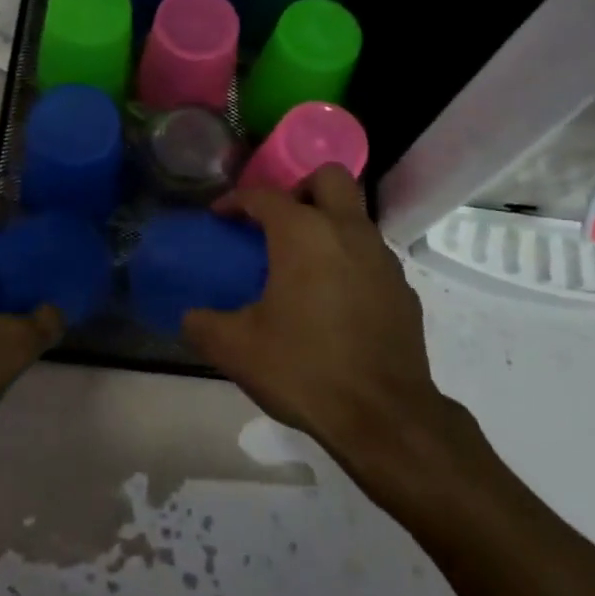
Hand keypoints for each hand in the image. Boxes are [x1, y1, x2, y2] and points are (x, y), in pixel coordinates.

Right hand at [184, 165, 470, 475]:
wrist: (384, 417)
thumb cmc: (304, 369)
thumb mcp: (236, 349)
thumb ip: (204, 324)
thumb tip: (191, 317)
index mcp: (303, 234)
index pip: (264, 195)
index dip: (236, 200)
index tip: (220, 216)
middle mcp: (347, 232)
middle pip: (328, 178)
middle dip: (299, 189)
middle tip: (277, 223)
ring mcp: (382, 259)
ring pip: (354, 216)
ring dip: (327, 225)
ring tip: (301, 265)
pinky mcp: (403, 290)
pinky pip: (370, 255)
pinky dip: (348, 261)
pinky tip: (332, 300)